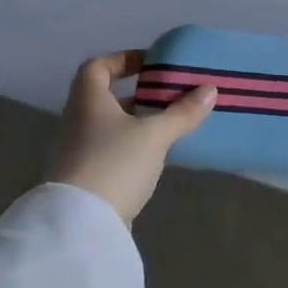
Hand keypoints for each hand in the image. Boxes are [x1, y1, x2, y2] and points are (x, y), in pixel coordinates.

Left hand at [45, 51, 216, 224]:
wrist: (79, 227)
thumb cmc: (114, 164)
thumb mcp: (154, 135)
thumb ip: (182, 112)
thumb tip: (210, 89)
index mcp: (88, 102)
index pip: (97, 67)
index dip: (122, 59)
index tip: (151, 64)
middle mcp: (78, 122)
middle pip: (105, 97)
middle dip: (138, 93)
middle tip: (170, 94)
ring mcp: (78, 152)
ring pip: (110, 125)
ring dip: (137, 121)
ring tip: (170, 123)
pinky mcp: (85, 179)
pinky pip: (111, 150)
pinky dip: (132, 146)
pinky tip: (156, 154)